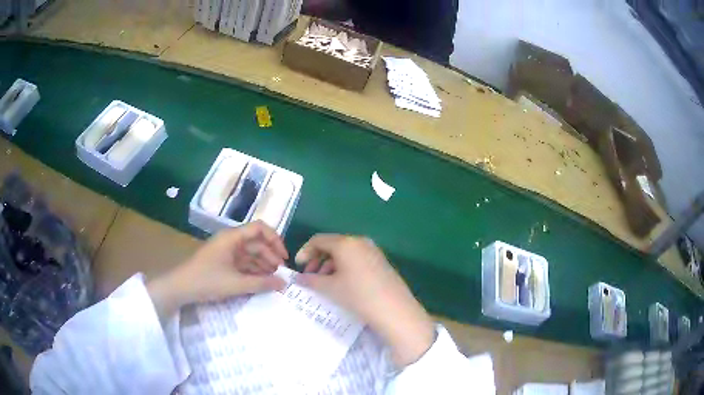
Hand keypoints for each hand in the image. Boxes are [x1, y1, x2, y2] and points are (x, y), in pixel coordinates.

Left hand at [148, 221, 287, 321]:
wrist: (180, 288)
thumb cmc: (207, 280)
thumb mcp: (235, 284)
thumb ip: (261, 283)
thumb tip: (284, 283)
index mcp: (232, 237)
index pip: (260, 228)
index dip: (275, 240)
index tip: (284, 257)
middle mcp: (231, 241)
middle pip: (257, 243)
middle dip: (271, 256)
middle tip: (281, 274)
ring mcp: (226, 252)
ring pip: (251, 254)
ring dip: (263, 265)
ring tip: (274, 280)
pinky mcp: (223, 263)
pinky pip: (243, 263)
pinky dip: (253, 271)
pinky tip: (261, 281)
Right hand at [295, 235, 434, 366]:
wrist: (394, 310)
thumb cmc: (358, 295)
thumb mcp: (330, 288)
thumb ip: (310, 280)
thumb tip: (298, 278)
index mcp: (346, 243)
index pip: (319, 240)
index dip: (305, 251)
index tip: (298, 267)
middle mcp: (360, 242)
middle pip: (332, 245)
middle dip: (317, 259)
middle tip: (310, 276)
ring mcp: (373, 251)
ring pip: (345, 253)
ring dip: (330, 265)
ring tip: (324, 283)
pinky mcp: (381, 262)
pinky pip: (357, 259)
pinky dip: (344, 268)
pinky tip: (342, 284)